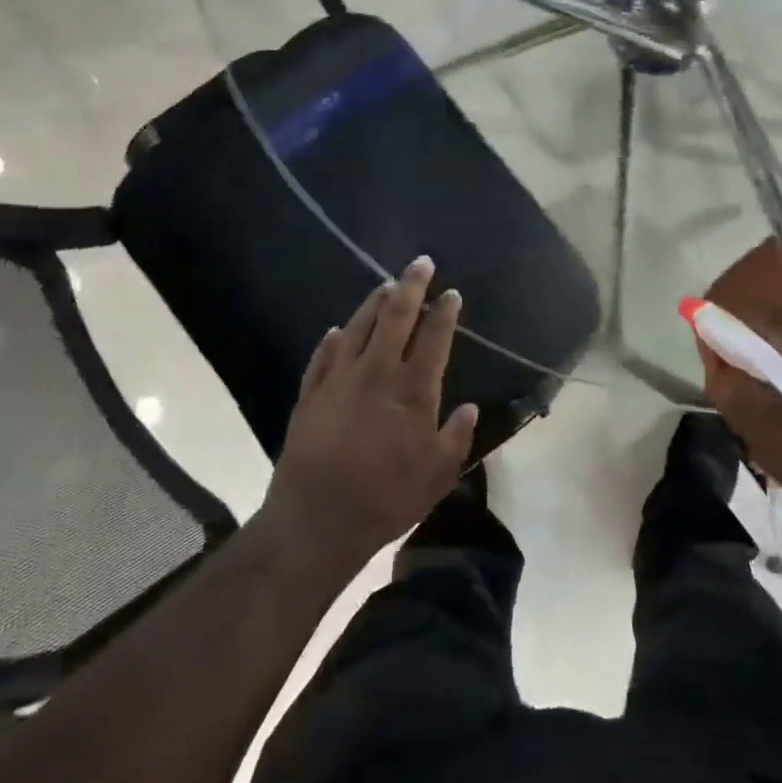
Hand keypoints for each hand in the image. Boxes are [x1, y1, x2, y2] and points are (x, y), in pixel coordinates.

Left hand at [261, 256, 477, 572]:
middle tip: (421, 262)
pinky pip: (324, 354)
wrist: (316, 520)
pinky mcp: (311, 393)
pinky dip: (334, 338)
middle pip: (396, 316)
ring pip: (359, 326)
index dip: (445, 312)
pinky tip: (338, 329)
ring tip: (386, 285)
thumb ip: (456, 437)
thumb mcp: (437, 476)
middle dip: (412, 285)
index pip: (434, 337)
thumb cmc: (385, 499)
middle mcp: (377, 372)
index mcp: (413, 390)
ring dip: (374, 302)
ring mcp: (339, 379)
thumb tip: (470, 407)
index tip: (452, 294)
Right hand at [699, 306, 781, 522]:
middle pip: (766, 327)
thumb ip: (727, 384)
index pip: (740, 316)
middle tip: (740, 400)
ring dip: (770, 369)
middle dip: (745, 357)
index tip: (715, 377)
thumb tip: (712, 352)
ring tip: (769, 413)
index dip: (718, 341)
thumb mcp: (760, 428)